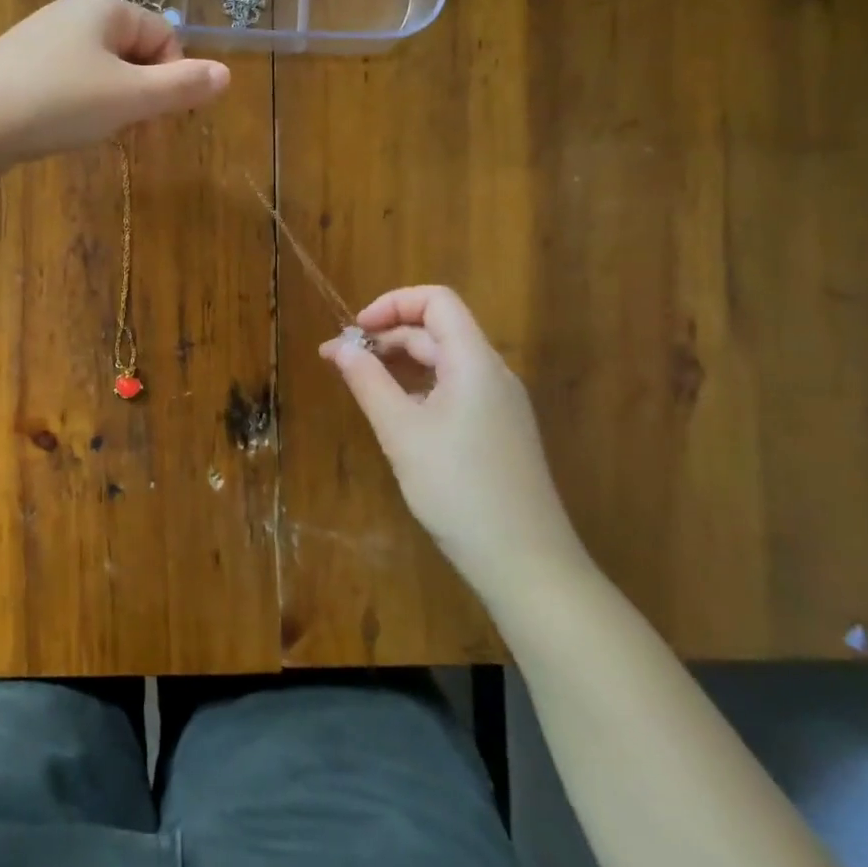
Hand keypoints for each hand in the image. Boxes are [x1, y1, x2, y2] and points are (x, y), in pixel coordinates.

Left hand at [0, 0, 229, 165]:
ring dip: (111, 105)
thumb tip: (226, 75)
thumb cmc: (55, 102)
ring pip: (102, 72)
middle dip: (141, 93)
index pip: (164, 35)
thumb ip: (181, 87)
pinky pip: (69, 84)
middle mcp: (73, 14)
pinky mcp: (19, 69)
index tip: (158, 115)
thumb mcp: (129, 97)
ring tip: (92, 132)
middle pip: (133, 52)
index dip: (171, 77)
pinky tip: (62, 130)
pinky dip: (78, 108)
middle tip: (128, 129)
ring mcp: (42, 41)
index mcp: (105, 7)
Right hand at [321, 286, 591, 608]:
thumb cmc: (458, 489)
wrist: (527, 565)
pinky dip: (419, 389)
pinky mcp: (499, 431)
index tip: (355, 330)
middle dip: (387, 337)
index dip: (392, 303)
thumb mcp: (401, 432)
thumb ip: (368, 381)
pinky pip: (455, 391)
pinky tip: (396, 416)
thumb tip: (340, 346)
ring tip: (361, 386)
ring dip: (400, 364)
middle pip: (437, 331)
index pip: (436, 301)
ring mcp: (500, 404)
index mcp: (474, 362)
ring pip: (445, 363)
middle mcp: (492, 373)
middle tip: (340, 363)